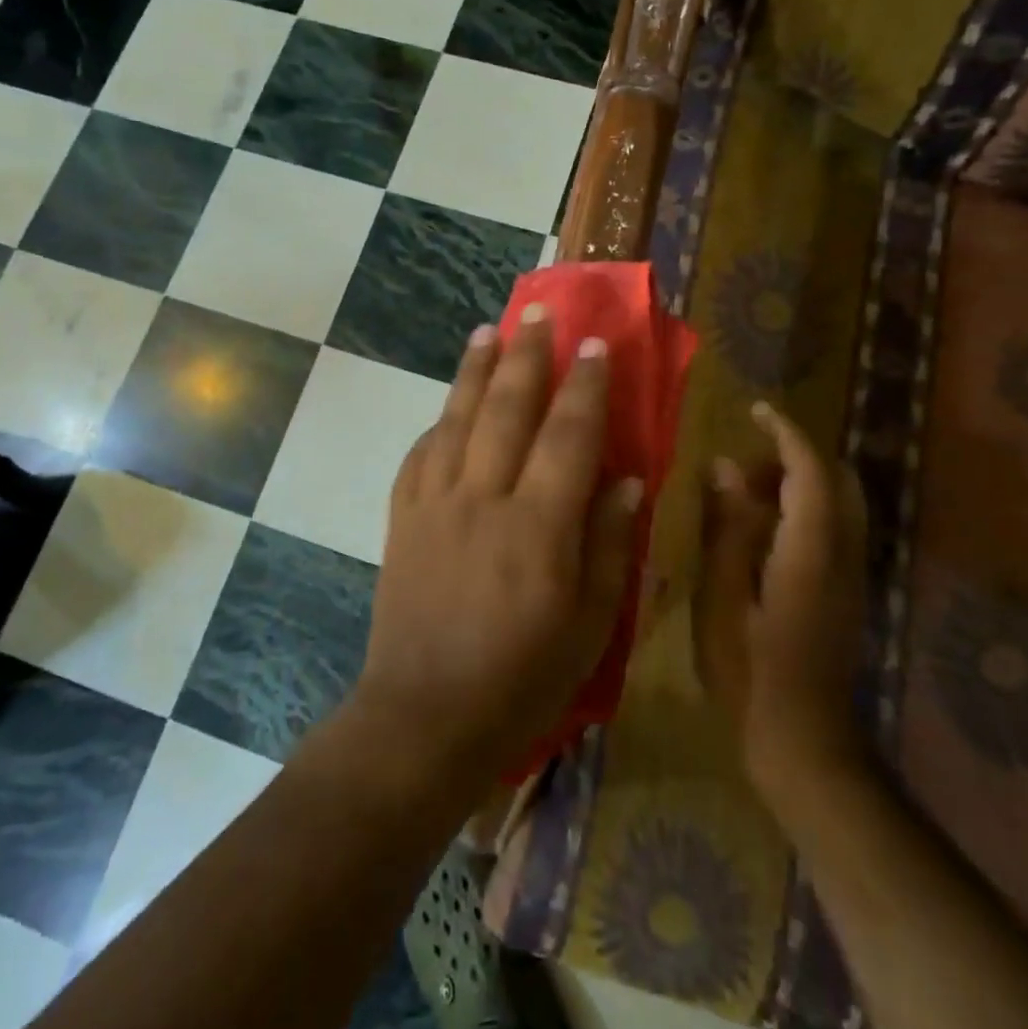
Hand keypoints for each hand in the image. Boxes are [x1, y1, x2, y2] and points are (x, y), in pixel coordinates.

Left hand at [353, 307, 641, 786]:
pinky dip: (438, 424)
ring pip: (456, 419)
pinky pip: (420, 456)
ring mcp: (434, 505)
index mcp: (537, 527)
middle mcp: (482, 499)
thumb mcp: (589, 628)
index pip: (568, 436)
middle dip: (525, 355)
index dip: (585, 386)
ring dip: (474, 370)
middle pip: (506, 409)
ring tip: (487, 330)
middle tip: (537, 311)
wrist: (424, 717)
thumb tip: (625, 480)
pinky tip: (447, 407)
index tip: (595, 344)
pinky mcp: (402, 520)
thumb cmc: (521, 680)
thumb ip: (610, 547)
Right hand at [694, 401, 870, 815]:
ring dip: (799, 486)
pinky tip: (762, 536)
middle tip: (745, 466)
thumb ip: (729, 527)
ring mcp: (853, 576)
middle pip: (837, 481)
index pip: (811, 470)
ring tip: (745, 499)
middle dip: (795, 458)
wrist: (804, 743)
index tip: (754, 410)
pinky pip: (835, 530)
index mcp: (812, 550)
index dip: (785, 432)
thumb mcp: (722, 596)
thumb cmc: (750, 671)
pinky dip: (805, 512)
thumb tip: (727, 468)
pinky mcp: (849, 594)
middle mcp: (845, 554)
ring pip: (839, 505)